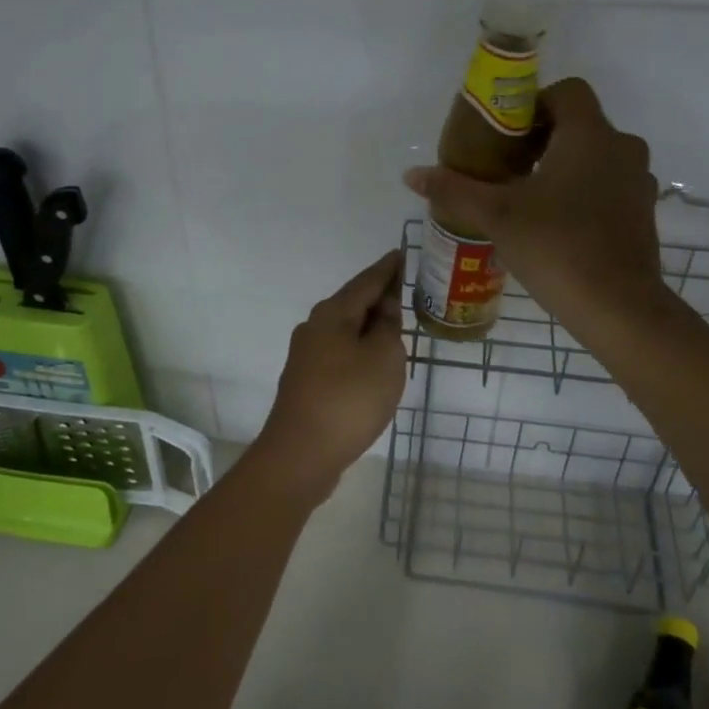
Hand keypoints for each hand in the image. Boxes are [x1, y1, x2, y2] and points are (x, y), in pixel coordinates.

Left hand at [251, 250, 406, 501]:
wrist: (300, 455)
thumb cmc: (349, 399)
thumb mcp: (384, 357)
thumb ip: (389, 327)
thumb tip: (384, 310)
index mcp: (333, 313)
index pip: (367, 280)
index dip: (388, 268)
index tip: (403, 253)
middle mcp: (314, 327)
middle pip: (353, 303)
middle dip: (379, 296)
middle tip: (408, 290)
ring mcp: (306, 355)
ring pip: (345, 329)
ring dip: (370, 325)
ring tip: (396, 326)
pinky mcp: (307, 381)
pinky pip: (340, 352)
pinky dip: (360, 348)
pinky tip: (373, 362)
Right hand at [403, 78, 667, 344]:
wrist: (618, 308)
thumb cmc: (557, 246)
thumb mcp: (497, 216)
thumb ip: (455, 190)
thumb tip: (412, 175)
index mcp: (589, 135)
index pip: (568, 91)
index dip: (535, 104)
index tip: (507, 135)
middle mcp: (622, 148)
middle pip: (580, 124)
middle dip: (544, 140)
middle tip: (508, 168)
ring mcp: (639, 182)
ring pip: (597, 157)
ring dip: (565, 168)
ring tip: (529, 199)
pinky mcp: (644, 214)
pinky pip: (610, 187)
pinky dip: (585, 193)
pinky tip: (558, 226)